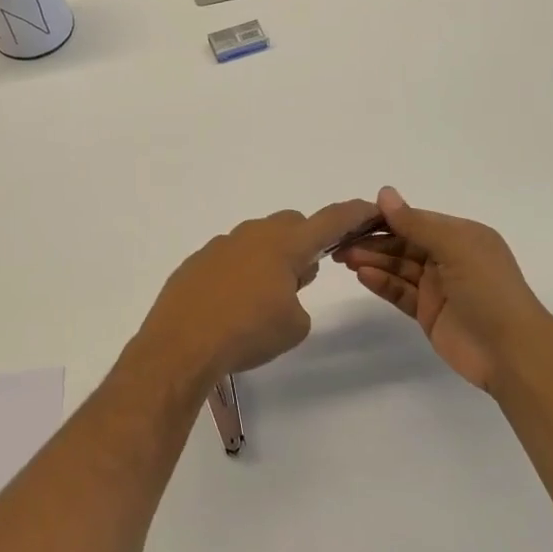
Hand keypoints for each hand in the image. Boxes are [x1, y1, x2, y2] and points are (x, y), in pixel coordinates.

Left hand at [131, 199, 378, 386]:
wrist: (182, 344)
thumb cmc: (248, 332)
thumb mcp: (294, 325)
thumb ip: (299, 298)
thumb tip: (285, 285)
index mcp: (284, 245)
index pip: (329, 221)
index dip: (353, 214)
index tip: (370, 207)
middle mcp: (253, 235)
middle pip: (290, 224)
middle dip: (304, 242)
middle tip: (304, 277)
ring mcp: (221, 245)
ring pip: (257, 239)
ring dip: (270, 258)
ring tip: (265, 298)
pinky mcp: (197, 262)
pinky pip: (230, 257)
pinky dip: (240, 272)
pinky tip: (232, 304)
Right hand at [334, 186, 552, 393]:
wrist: (512, 352)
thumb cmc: (489, 290)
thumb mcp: (455, 247)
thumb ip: (416, 223)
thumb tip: (384, 193)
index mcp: (461, 236)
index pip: (416, 220)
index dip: (385, 218)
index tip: (353, 217)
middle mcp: (449, 258)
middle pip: (403, 243)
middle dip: (373, 241)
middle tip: (340, 242)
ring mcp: (438, 287)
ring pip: (398, 267)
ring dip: (373, 261)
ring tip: (345, 258)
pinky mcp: (428, 312)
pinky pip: (400, 292)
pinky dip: (382, 283)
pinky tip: (363, 276)